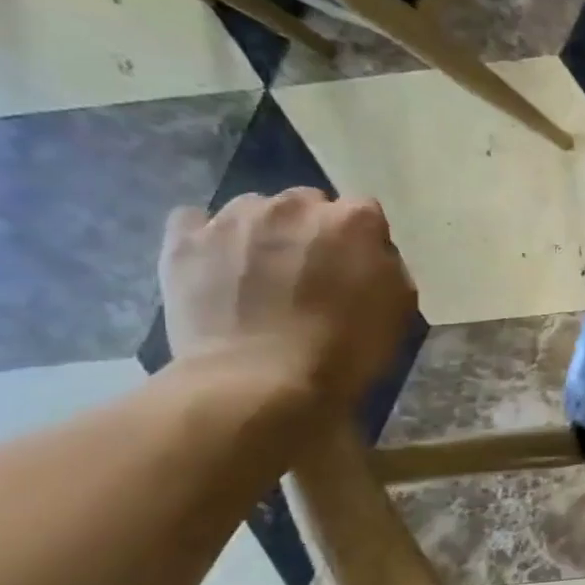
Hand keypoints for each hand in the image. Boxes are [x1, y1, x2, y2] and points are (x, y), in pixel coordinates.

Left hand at [159, 189, 415, 409]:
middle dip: (312, 229)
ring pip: (254, 208)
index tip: (360, 267)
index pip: (364, 212)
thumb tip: (369, 253)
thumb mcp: (400, 308)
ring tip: (262, 272)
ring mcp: (233, 218)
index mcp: (353, 221)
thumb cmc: (347, 349)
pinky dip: (209, 238)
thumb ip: (387, 266)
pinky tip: (219, 265)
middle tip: (312, 271)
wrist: (261, 381)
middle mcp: (294, 206)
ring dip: (264, 232)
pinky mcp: (185, 240)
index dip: (363, 240)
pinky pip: (197, 221)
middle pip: (307, 204)